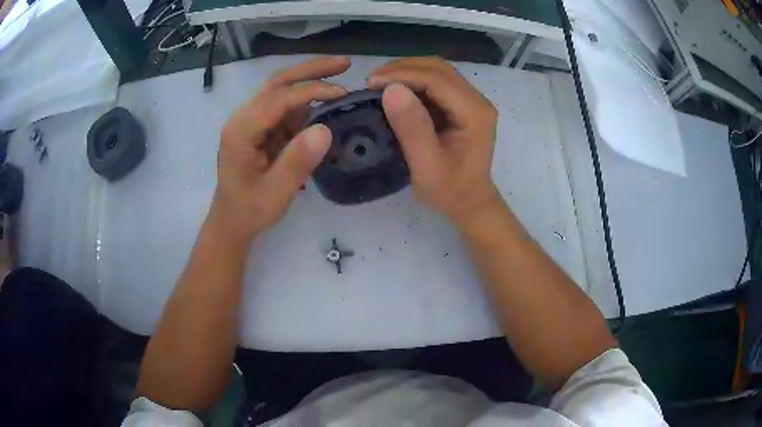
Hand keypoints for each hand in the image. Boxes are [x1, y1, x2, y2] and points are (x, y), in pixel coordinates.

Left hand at [211, 57, 350, 244]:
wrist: (231, 222)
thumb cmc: (249, 210)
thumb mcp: (275, 193)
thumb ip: (297, 162)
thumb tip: (325, 129)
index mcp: (241, 130)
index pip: (279, 98)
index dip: (312, 90)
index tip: (342, 92)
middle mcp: (244, 118)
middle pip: (278, 82)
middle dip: (311, 70)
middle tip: (345, 62)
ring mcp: (251, 121)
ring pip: (281, 90)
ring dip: (310, 81)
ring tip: (340, 79)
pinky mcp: (260, 128)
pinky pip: (285, 108)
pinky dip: (306, 102)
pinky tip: (325, 103)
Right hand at [368, 57, 501, 228]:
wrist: (469, 202)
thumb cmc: (449, 190)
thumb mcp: (427, 166)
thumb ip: (412, 128)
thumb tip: (391, 89)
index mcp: (474, 113)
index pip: (437, 79)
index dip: (403, 75)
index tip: (371, 83)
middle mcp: (477, 100)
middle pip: (439, 68)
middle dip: (403, 68)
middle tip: (372, 81)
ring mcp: (471, 101)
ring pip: (438, 71)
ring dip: (407, 72)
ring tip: (380, 83)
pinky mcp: (462, 105)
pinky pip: (436, 83)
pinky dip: (413, 81)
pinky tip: (395, 91)